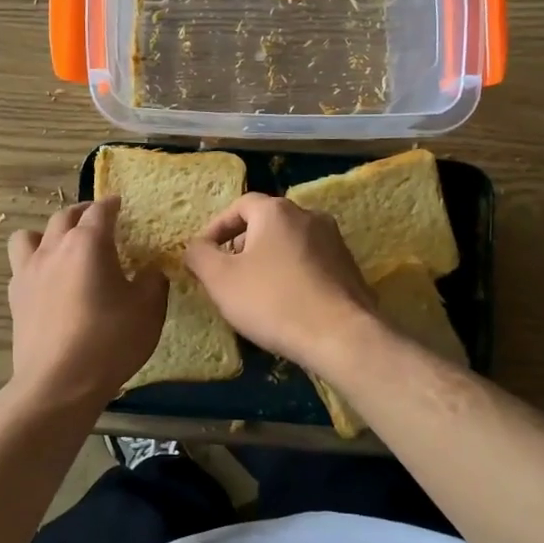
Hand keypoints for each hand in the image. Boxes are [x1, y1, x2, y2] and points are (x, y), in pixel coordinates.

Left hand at [6, 197, 166, 410]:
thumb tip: (150, 270)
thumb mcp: (148, 311)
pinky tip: (47, 280)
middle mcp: (54, 248)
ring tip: (62, 246)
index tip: (119, 204)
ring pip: (29, 235)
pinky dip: (34, 263)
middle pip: (64, 216)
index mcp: (88, 244)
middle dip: (82, 213)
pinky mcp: (15, 297)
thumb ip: (153, 282)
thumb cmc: (110, 341)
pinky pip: (21, 265)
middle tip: (96, 219)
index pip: (100, 211)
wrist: (58, 383)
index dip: (111, 204)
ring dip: (47, 233)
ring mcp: (29, 272)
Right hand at [182, 194, 376, 372]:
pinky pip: (310, 264)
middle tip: (227, 274)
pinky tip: (285, 304)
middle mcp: (309, 216)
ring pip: (290, 244)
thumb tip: (194, 247)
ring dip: (268, 261)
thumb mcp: (221, 279)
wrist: (341, 336)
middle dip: (242, 245)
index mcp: (277, 211)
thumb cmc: (273, 301)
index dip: (217, 228)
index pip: (239, 206)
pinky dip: (292, 275)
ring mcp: (335, 242)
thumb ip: (199, 256)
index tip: (204, 254)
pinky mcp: (349, 269)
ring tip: (254, 292)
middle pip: (266, 223)